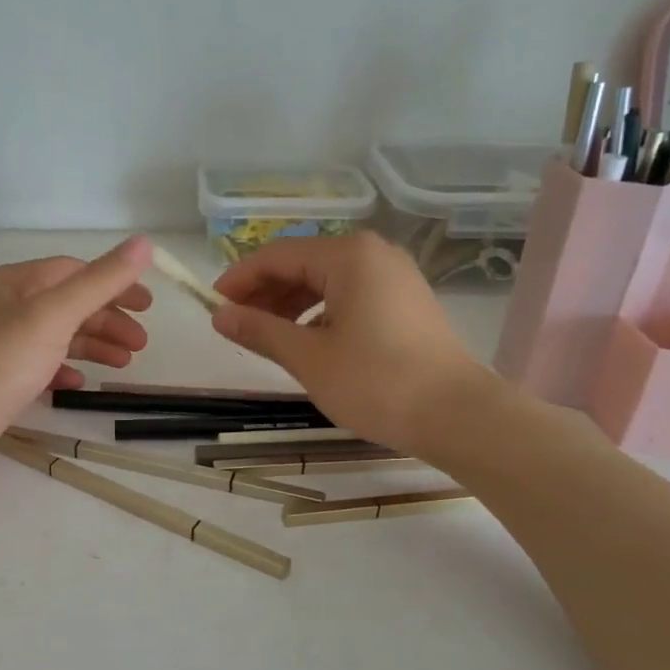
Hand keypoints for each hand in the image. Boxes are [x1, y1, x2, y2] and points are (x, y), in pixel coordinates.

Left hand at [0, 236, 154, 489]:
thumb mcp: (54, 316)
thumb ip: (101, 281)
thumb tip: (144, 243)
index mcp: (9, 281)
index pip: (71, 271)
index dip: (114, 285)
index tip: (148, 307)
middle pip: (64, 304)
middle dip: (106, 321)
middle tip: (141, 345)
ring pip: (52, 336)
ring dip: (90, 346)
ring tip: (123, 365)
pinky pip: (35, 365)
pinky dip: (61, 369)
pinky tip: (78, 384)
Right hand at [210, 232, 495, 456]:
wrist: (456, 415)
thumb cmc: (376, 381)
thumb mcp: (308, 357)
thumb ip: (260, 331)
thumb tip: (220, 315)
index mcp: (347, 256)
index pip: (277, 256)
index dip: (240, 280)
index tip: (212, 306)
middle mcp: (373, 254)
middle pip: (302, 265)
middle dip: (264, 293)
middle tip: (235, 325)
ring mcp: (394, 277)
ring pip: (326, 282)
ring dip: (290, 306)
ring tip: (265, 337)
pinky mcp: (405, 302)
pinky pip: (349, 296)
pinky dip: (320, 314)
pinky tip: (306, 342)